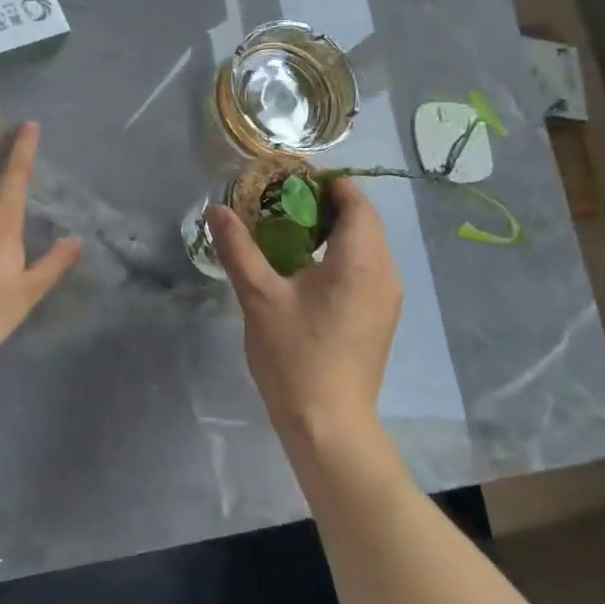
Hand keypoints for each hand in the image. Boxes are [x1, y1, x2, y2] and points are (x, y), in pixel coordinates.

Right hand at [207, 177, 402, 449]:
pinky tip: (306, 269)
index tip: (287, 179)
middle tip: (280, 203)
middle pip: (362, 219)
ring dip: (333, 229)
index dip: (324, 182)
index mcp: (360, 258)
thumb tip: (216, 209)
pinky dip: (341, 254)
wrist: (329, 424)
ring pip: (366, 244)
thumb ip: (239, 248)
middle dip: (325, 203)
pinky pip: (367, 267)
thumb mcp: (259, 296)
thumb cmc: (295, 356)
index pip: (354, 199)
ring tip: (288, 232)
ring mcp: (388, 296)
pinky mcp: (382, 315)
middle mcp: (385, 270)